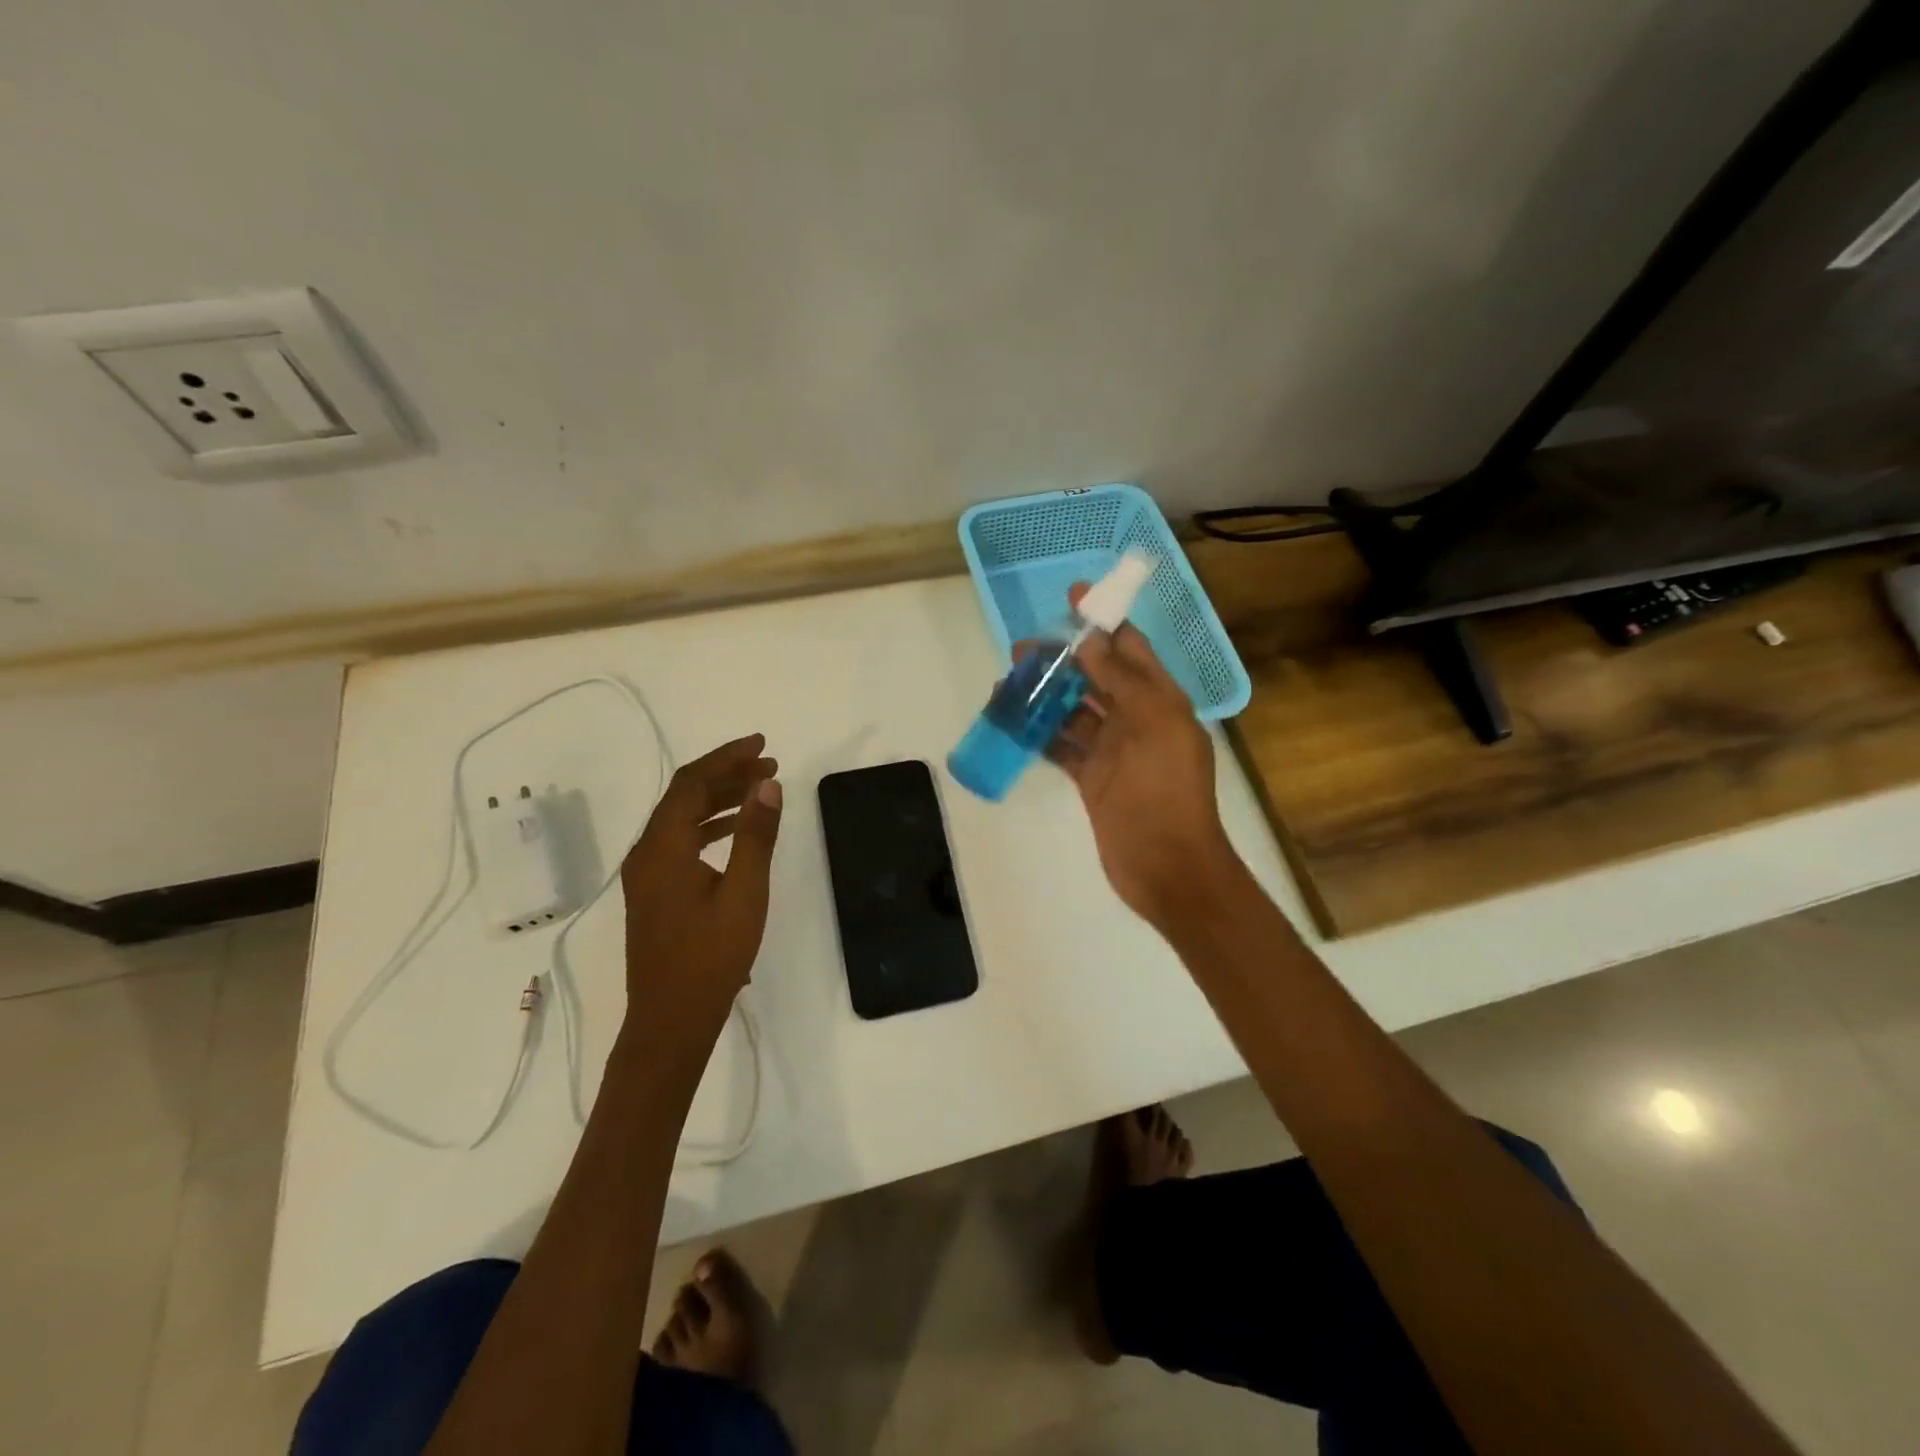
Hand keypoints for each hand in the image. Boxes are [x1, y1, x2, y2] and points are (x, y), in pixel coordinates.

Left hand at [619, 734, 782, 1050]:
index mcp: (663, 848)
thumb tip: (767, 786)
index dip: (726, 758)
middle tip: (769, 765)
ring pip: (681, 819)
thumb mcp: (744, 893)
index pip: (691, 783)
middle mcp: (647, 853)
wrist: (670, 1021)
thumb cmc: (711, 957)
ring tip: (760, 790)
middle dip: (726, 774)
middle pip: (683, 796)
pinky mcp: (654, 893)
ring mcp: (647, 875)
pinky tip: (735, 830)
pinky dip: (709, 826)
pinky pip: (680, 841)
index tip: (762, 745)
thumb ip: (755, 836)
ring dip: (719, 799)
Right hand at [1046, 597, 1242, 930]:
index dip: (1103, 620)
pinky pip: (1062, 745)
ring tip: (1008, 682)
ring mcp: (1113, 750)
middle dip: (1064, 658)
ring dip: (1045, 694)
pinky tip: (1013, 720)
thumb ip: (1122, 679)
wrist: (1167, 864)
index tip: (1072, 596)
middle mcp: (1138, 719)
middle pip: (1097, 676)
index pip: (1131, 648)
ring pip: (1074, 710)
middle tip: (1022, 649)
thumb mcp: (1152, 723)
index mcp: (1161, 700)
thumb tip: (1090, 639)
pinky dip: (1040, 732)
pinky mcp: (1092, 778)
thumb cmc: (1166, 789)